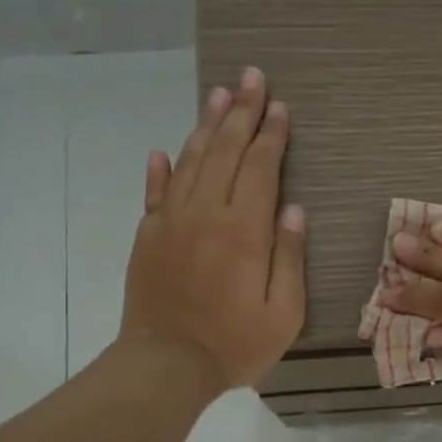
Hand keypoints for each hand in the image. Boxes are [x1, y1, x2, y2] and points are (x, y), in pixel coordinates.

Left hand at [121, 67, 305, 393]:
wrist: (165, 365)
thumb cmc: (234, 344)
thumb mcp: (284, 312)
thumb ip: (290, 256)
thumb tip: (294, 209)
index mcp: (245, 230)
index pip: (261, 167)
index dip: (272, 134)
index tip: (280, 106)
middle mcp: (206, 214)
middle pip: (225, 150)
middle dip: (242, 111)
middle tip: (252, 77)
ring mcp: (171, 222)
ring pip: (191, 161)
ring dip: (206, 125)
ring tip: (219, 94)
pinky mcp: (147, 237)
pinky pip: (155, 193)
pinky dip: (159, 170)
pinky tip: (163, 151)